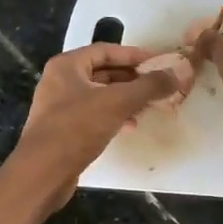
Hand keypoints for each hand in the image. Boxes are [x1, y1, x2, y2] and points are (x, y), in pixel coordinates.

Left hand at [14, 43, 179, 200]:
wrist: (43, 173)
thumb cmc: (77, 128)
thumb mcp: (118, 102)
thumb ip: (149, 85)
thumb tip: (179, 71)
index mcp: (67, 65)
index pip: (106, 50)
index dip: (134, 55)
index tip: (160, 62)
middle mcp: (60, 81)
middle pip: (103, 72)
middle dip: (132, 78)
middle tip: (159, 85)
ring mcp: (59, 106)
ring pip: (100, 95)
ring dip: (125, 98)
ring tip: (150, 106)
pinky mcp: (63, 129)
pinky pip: (94, 114)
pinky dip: (114, 115)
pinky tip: (131, 125)